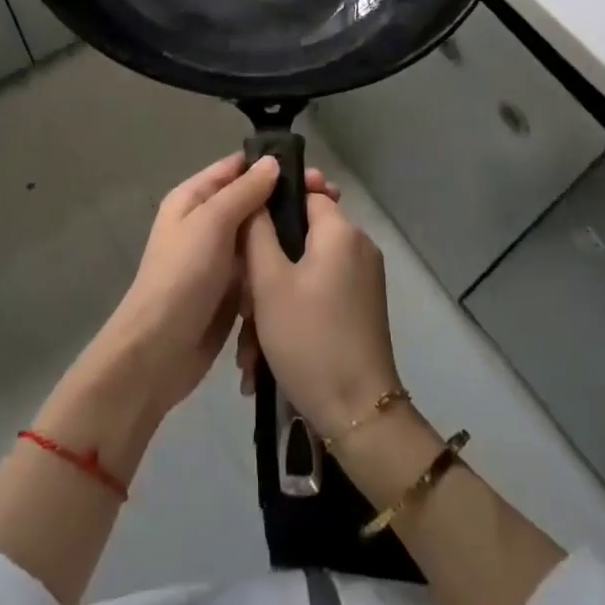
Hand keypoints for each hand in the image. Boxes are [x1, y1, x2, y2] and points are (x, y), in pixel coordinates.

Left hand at [84, 154, 338, 418]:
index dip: (272, 166)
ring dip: (289, 233)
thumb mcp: (212, 223)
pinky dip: (280, 264)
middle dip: (287, 200)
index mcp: (194, 199)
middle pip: (253, 201)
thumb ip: (243, 191)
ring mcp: (220, 257)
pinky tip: (313, 261)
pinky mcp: (233, 289)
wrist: (161, 349)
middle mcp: (207, 223)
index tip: (313, 172)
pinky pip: (261, 267)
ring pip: (261, 235)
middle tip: (331, 199)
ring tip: (330, 229)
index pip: (236, 169)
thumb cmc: (184, 275)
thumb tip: (271, 161)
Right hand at [238, 189, 402, 436]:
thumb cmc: (308, 338)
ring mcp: (362, 280)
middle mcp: (358, 247)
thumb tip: (258, 194)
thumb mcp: (269, 282)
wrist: (357, 412)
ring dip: (273, 300)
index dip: (274, 201)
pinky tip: (265, 356)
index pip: (307, 192)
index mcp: (341, 231)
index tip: (245, 222)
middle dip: (266, 266)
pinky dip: (292, 314)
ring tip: (249, 346)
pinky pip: (318, 294)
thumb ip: (257, 231)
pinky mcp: (361, 308)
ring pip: (304, 271)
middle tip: (242, 302)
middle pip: (302, 236)